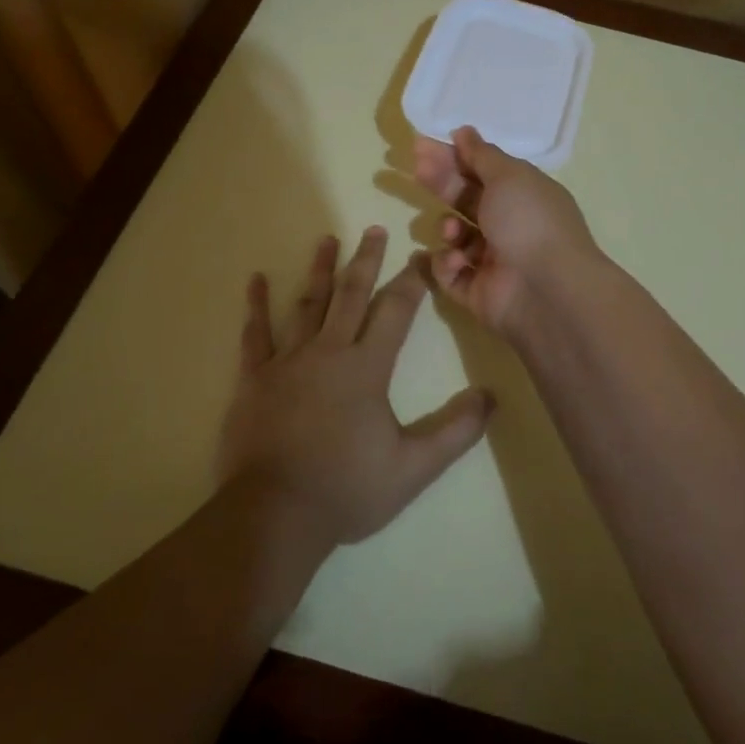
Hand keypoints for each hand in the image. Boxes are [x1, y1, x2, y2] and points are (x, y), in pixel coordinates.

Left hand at [219, 227, 492, 545]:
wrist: (274, 515)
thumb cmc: (347, 489)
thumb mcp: (414, 467)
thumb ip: (455, 431)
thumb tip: (490, 397)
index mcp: (367, 368)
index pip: (396, 312)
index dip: (412, 281)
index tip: (422, 255)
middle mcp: (328, 352)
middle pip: (351, 295)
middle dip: (367, 260)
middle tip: (375, 229)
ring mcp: (287, 362)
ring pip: (307, 304)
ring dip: (319, 270)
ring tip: (327, 238)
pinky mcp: (254, 379)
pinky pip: (255, 335)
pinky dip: (256, 306)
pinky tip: (255, 280)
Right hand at [412, 126, 600, 333]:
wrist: (545, 289)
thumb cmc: (529, 221)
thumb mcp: (508, 175)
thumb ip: (482, 154)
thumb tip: (464, 131)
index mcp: (523, 196)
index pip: (483, 172)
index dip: (455, 158)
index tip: (423, 146)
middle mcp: (509, 226)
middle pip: (466, 200)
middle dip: (442, 184)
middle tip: (418, 170)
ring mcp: (493, 261)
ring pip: (455, 237)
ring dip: (448, 228)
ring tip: (453, 231)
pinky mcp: (476, 292)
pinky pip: (450, 273)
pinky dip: (447, 265)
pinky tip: (456, 260)